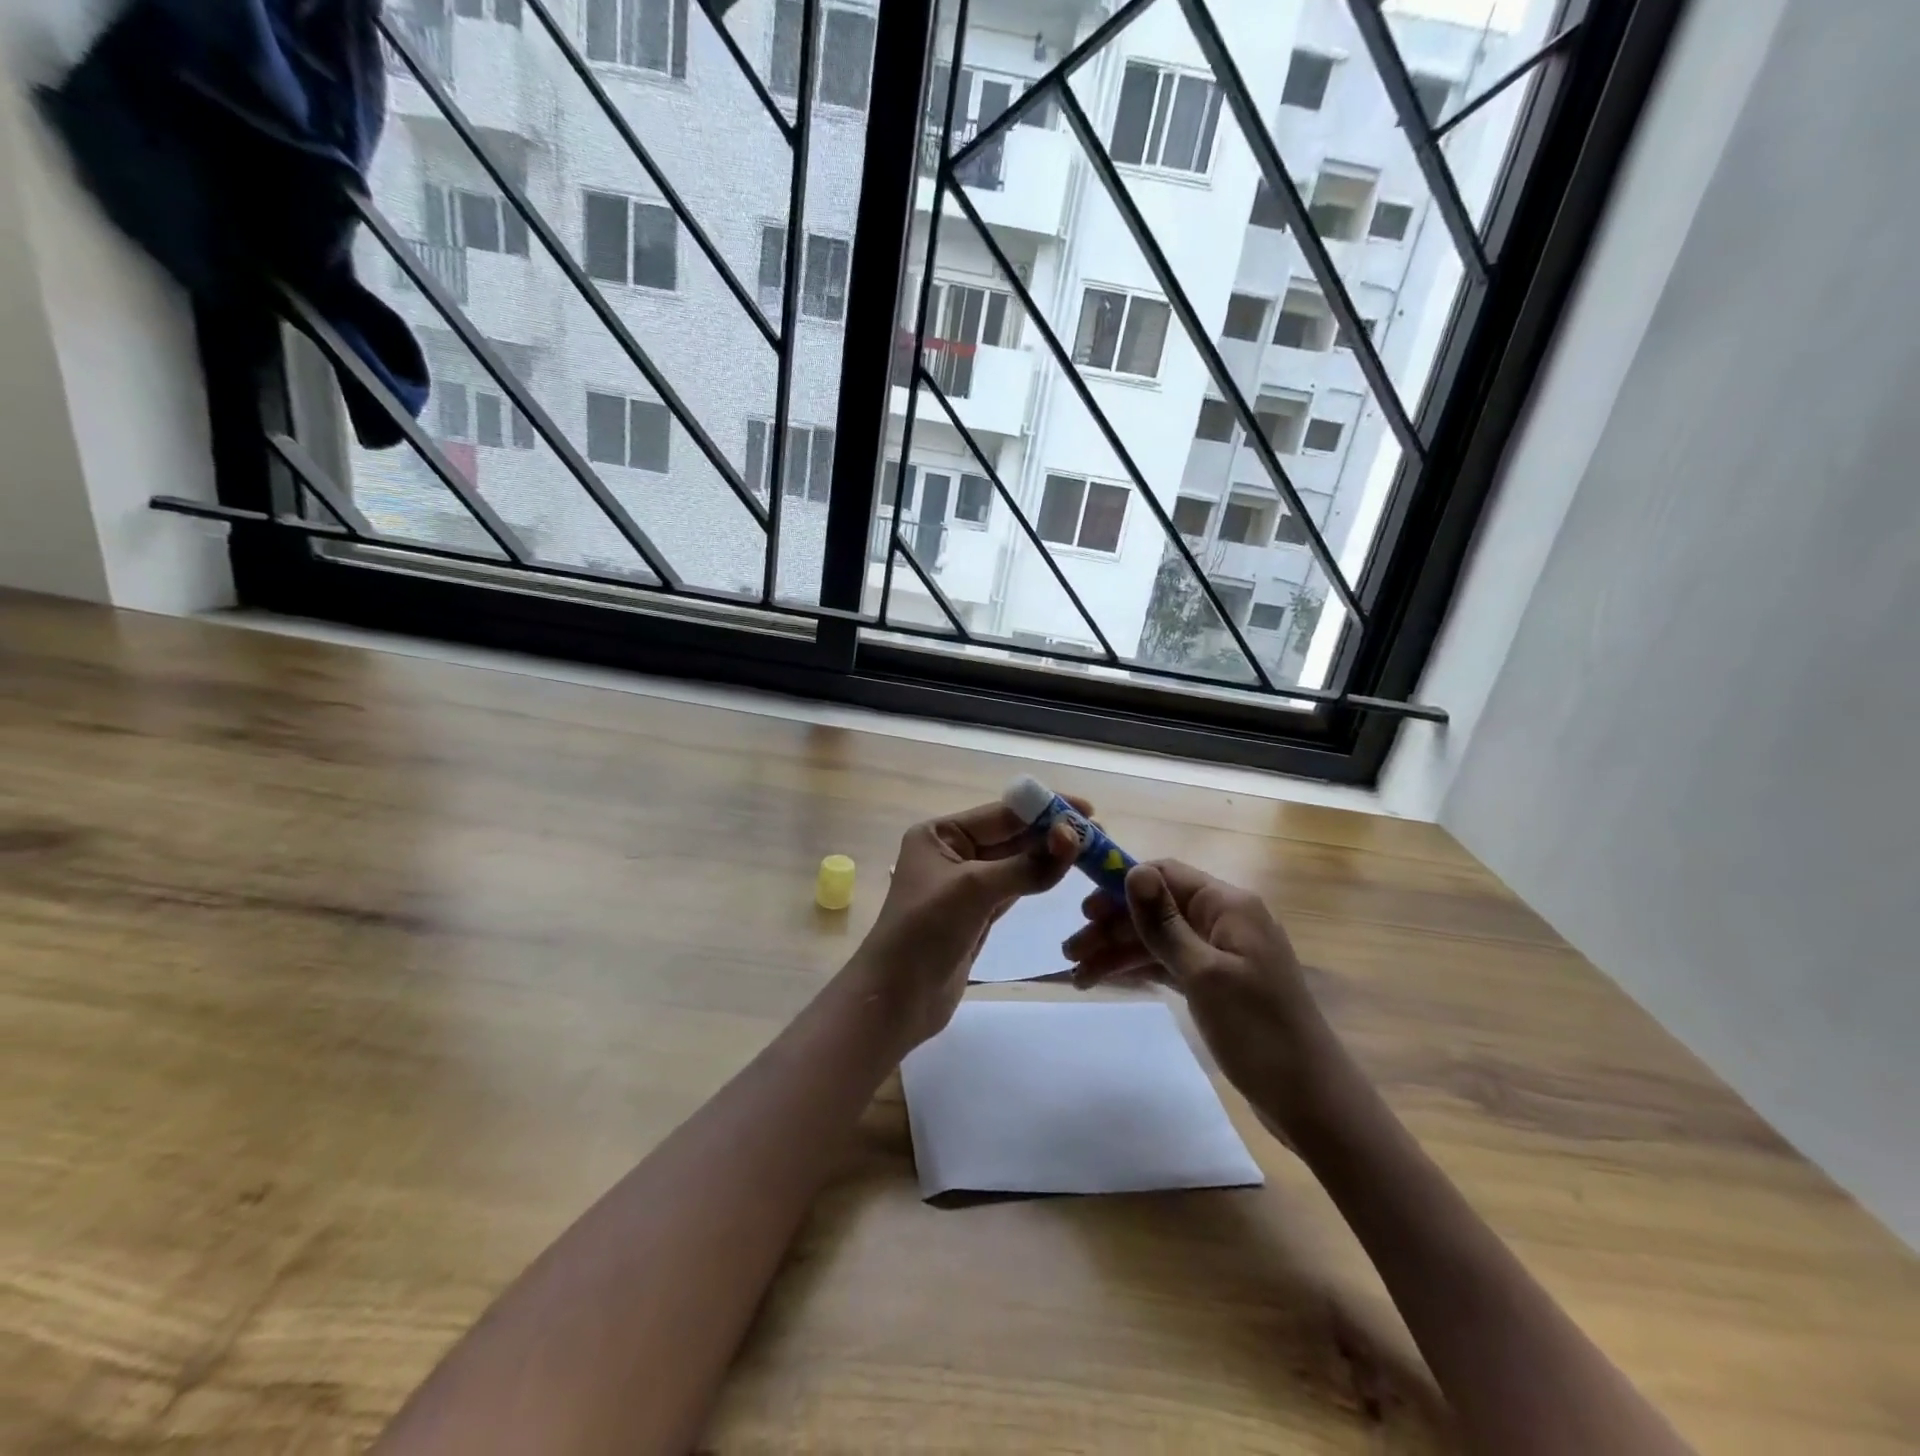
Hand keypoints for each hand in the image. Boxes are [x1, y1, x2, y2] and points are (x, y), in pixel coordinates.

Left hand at [846, 798, 1083, 1052]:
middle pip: (1010, 836)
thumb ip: (1026, 864)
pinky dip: (1038, 880)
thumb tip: (1072, 836)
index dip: (1044, 809)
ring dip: (1048, 856)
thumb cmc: (925, 931)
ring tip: (1090, 850)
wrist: (896, 999)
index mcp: (939, 834)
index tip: (1088, 810)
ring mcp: (964, 885)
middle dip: (1051, 833)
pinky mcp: (976, 914)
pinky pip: (1014, 888)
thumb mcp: (974, 889)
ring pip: (1015, 863)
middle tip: (1098, 835)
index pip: (1001, 814)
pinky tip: (1063, 873)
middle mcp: (951, 853)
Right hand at [1063, 860, 1344, 1143]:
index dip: (1121, 885)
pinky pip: (1168, 963)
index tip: (1083, 910)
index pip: (1165, 874)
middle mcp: (1224, 920)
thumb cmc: (1258, 1032)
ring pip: (1158, 938)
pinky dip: (1138, 970)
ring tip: (1077, 974)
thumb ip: (1164, 923)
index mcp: (1228, 906)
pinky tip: (1105, 980)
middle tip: (1071, 951)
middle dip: (1112, 924)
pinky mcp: (1216, 983)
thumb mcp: (1204, 974)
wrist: (1312, 1102)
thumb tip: (1133, 870)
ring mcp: (1220, 953)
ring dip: (1118, 950)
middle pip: (1157, 907)